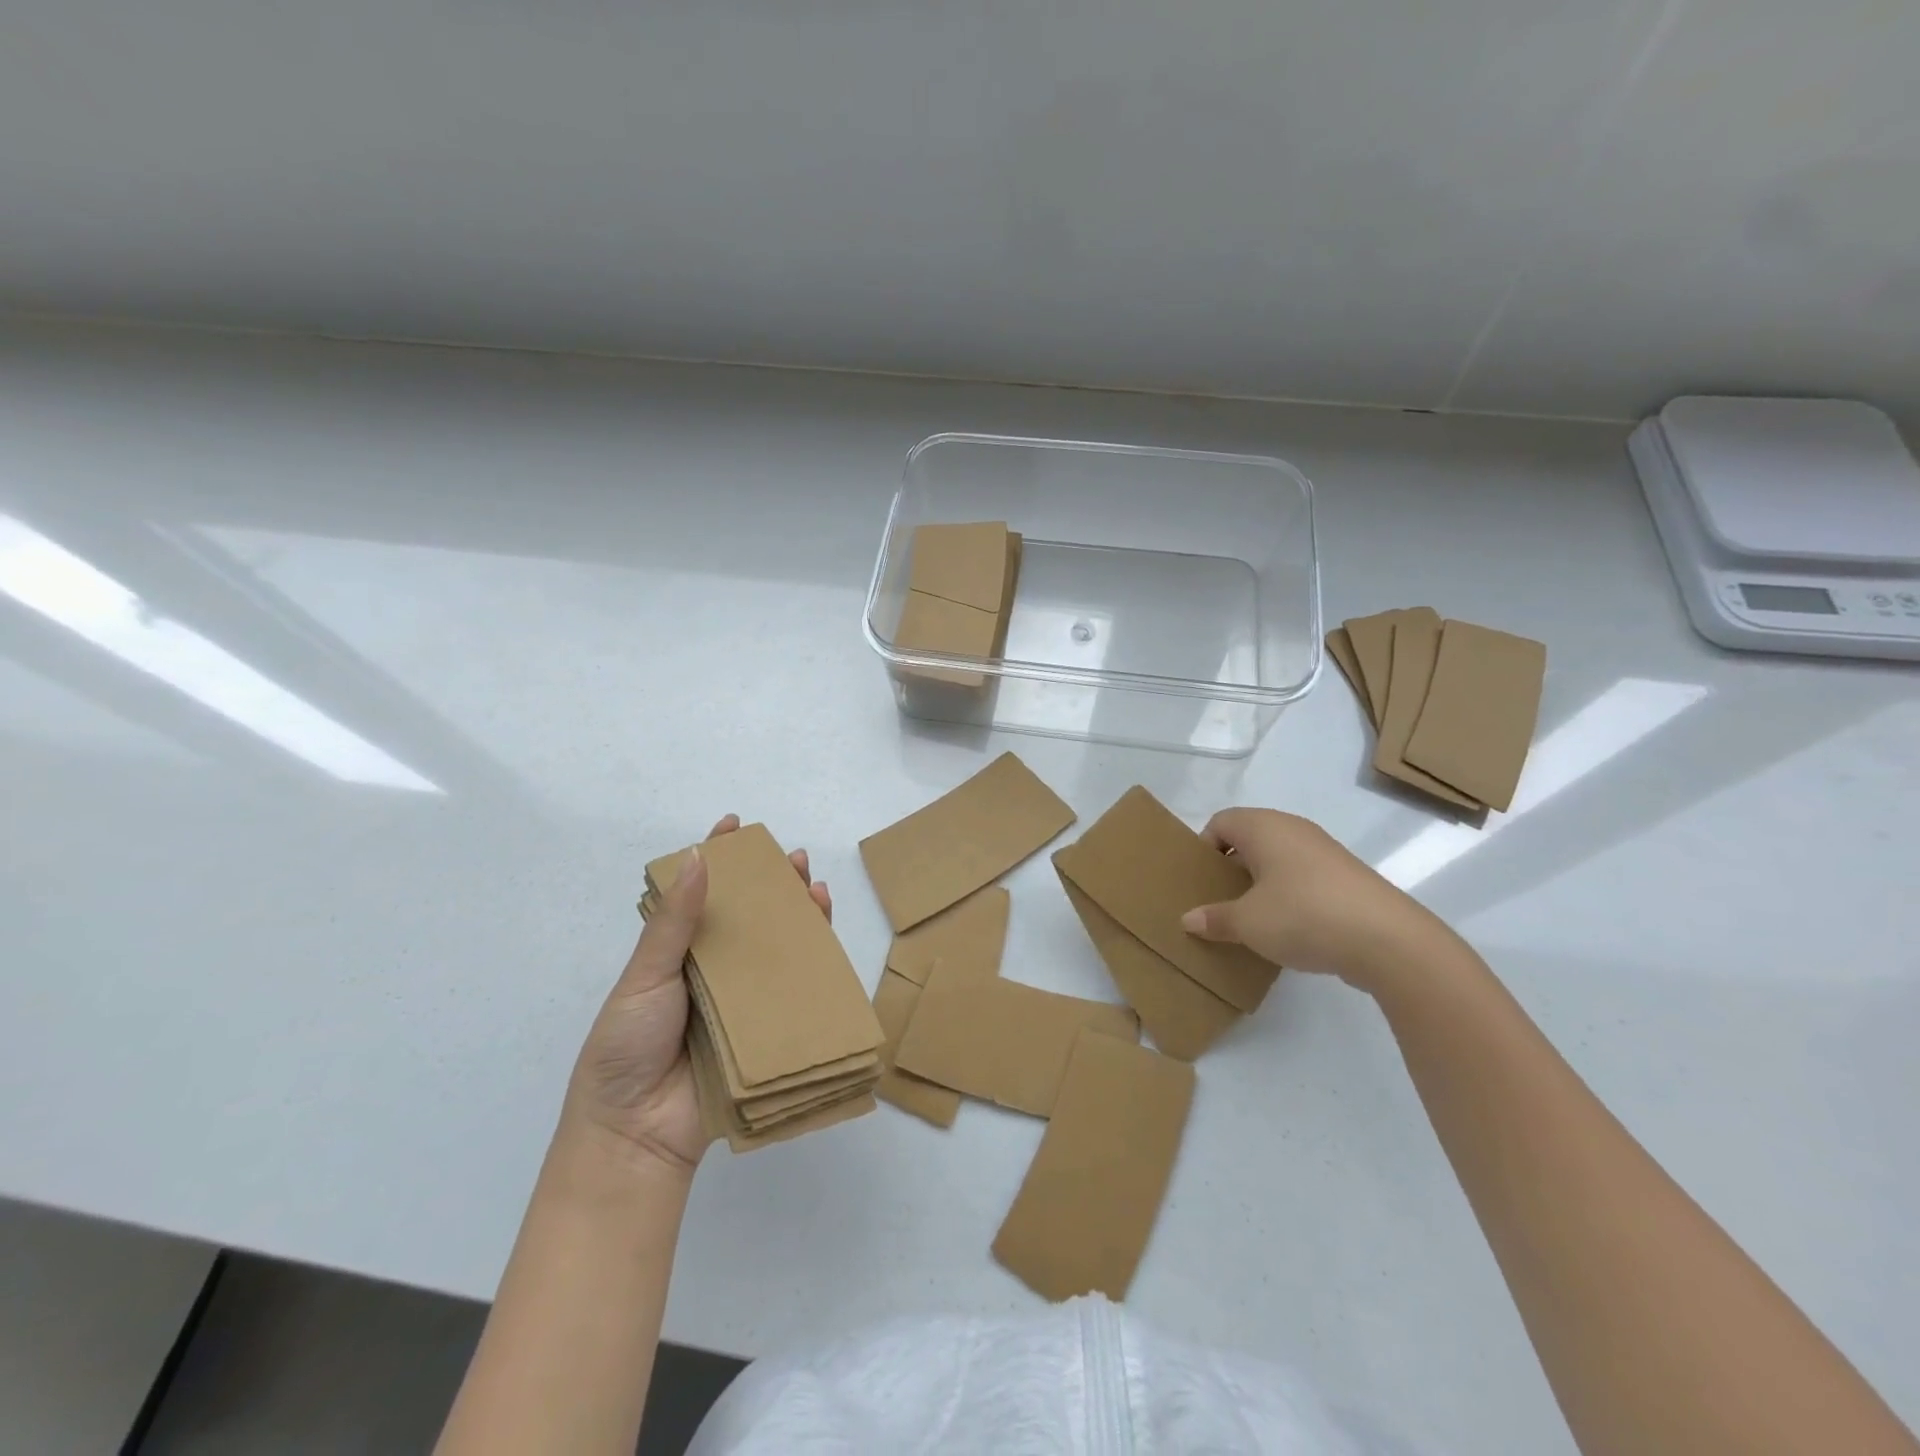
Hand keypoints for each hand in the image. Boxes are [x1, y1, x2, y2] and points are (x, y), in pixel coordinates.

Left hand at [564, 814, 832, 1171]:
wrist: (636, 1133)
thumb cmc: (626, 1046)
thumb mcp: (644, 977)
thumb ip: (673, 923)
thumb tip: (697, 857)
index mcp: (676, 952)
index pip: (699, 893)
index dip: (718, 856)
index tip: (735, 824)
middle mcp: (712, 969)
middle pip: (748, 915)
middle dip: (772, 883)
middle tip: (793, 858)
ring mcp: (741, 998)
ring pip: (776, 946)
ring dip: (798, 914)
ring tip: (814, 885)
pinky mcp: (766, 1028)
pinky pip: (793, 988)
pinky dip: (812, 959)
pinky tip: (824, 934)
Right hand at [1180, 808, 1445, 994]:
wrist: (1388, 940)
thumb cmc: (1302, 916)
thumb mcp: (1247, 923)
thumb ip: (1214, 919)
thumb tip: (1188, 919)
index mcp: (1264, 827)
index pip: (1221, 822)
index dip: (1204, 848)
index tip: (1201, 882)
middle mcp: (1293, 829)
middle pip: (1249, 838)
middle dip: (1231, 868)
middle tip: (1219, 901)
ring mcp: (1324, 851)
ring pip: (1278, 859)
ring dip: (1261, 884)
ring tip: (1252, 919)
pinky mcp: (1346, 877)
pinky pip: (1303, 877)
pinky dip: (1289, 895)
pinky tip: (1289, 928)